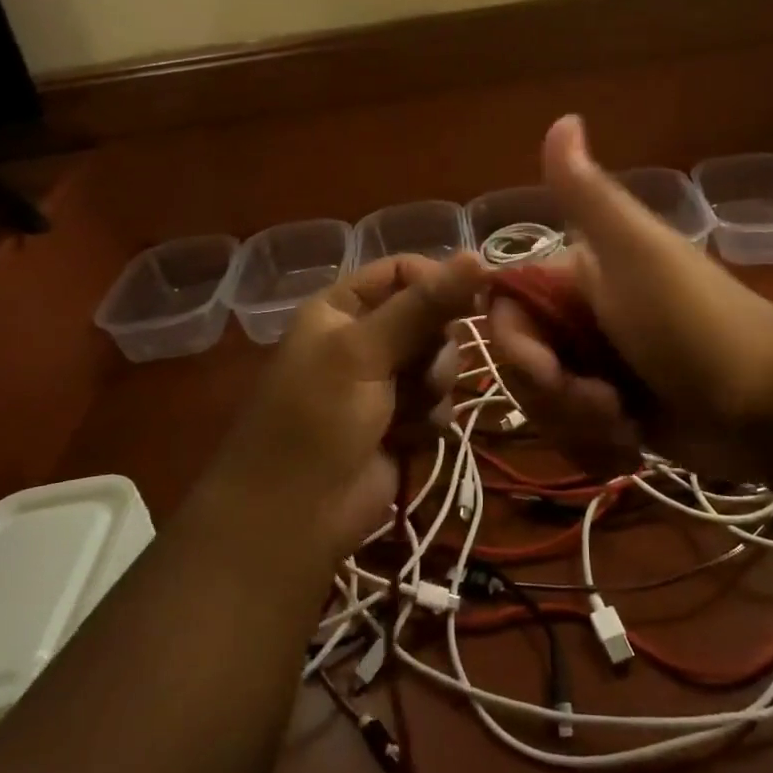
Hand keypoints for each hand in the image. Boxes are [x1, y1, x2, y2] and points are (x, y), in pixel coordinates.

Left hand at [212, 254, 486, 559]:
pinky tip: (409, 438)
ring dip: (432, 387)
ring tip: (408, 412)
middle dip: (436, 347)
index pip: (403, 271)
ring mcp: (383, 383)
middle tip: (422, 372)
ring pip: (440, 363)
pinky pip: (438, 404)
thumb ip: (425, 304)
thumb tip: (479, 255)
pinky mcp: (401, 423)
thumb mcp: (366, 351)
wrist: (293, 517)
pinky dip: (429, 420)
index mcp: (342, 308)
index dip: (437, 282)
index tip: (470, 302)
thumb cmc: (318, 419)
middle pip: (430, 318)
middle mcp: (364, 339)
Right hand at [455, 116, 772, 479]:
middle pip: (521, 368)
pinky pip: (573, 438)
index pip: (505, 313)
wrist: (771, 407)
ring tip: (627, 425)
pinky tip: (633, 445)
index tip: (549, 373)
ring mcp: (598, 370)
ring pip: (544, 408)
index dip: (516, 350)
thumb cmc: (695, 323)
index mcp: (576, 277)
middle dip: (556, 398)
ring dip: (579, 427)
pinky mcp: (616, 416)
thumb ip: (586, 193)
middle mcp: (580, 320)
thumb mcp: (635, 251)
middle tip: (606, 404)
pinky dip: (597, 448)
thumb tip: (563, 117)